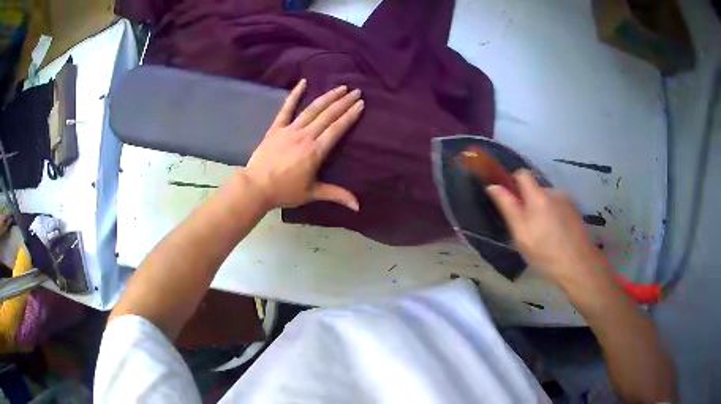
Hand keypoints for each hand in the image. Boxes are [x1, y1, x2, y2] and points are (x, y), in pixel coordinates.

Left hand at [243, 79, 363, 210]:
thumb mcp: (312, 193)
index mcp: (316, 151)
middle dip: (343, 102)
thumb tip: (358, 206)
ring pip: (312, 109)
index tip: (360, 104)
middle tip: (356, 91)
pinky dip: (295, 94)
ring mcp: (290, 129)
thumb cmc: (285, 192)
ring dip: (327, 97)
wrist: (256, 187)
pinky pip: (286, 108)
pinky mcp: (276, 128)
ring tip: (340, 87)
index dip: (350, 115)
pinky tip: (303, 82)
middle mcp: (305, 136)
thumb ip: (336, 195)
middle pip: (328, 115)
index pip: (337, 129)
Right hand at [486, 170, 607, 287]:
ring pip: (547, 199)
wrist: (579, 264)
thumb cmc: (545, 252)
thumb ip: (508, 207)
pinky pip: (558, 206)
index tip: (510, 200)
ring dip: (542, 210)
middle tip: (526, 227)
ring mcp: (567, 200)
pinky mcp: (575, 210)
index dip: (513, 183)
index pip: (522, 174)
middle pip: (535, 189)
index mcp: (538, 196)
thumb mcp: (521, 234)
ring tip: (543, 234)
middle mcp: (554, 192)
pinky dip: (553, 215)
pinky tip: (555, 235)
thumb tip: (493, 186)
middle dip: (528, 202)